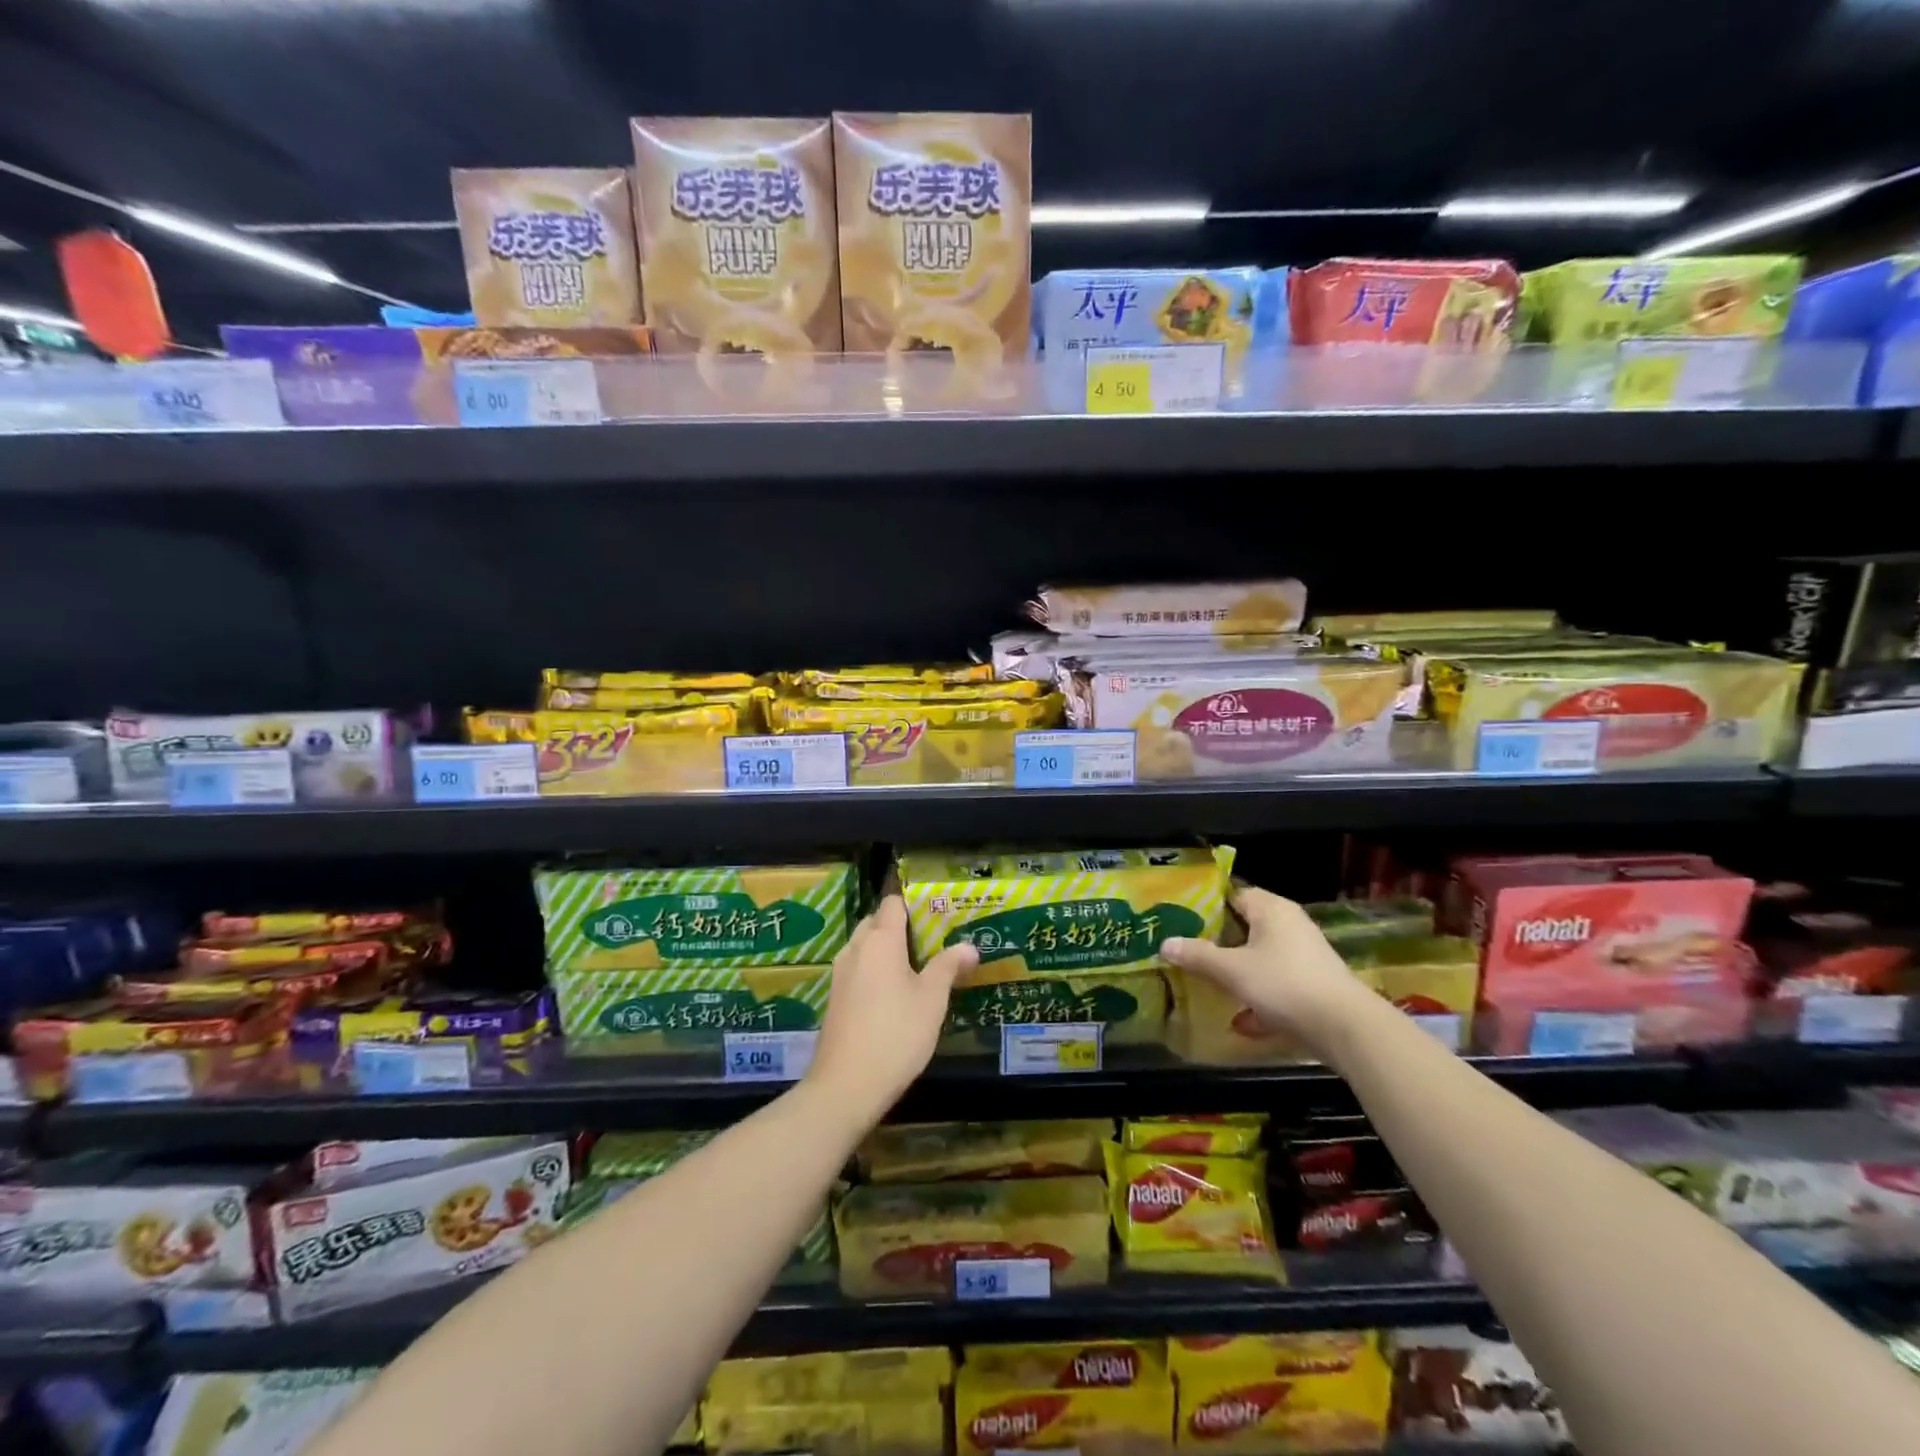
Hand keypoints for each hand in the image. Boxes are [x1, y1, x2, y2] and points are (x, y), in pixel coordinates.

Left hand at [805, 896, 977, 1117]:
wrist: (846, 1085)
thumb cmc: (896, 1034)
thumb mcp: (932, 999)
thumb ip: (949, 967)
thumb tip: (969, 946)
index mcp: (880, 940)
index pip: (893, 903)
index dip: (915, 904)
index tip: (938, 915)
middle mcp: (856, 948)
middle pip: (877, 922)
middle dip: (902, 927)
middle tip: (932, 943)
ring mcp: (840, 974)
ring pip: (866, 947)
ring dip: (888, 951)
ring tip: (918, 968)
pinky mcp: (835, 998)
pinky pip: (858, 969)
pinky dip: (875, 971)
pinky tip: (895, 995)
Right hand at [1160, 885, 1373, 1047]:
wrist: (1346, 1029)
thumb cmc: (1284, 984)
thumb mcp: (1232, 970)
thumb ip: (1198, 956)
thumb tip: (1164, 944)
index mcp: (1271, 909)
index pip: (1234, 894)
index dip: (1207, 906)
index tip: (1182, 920)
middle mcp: (1290, 925)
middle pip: (1246, 927)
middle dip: (1219, 942)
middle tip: (1189, 952)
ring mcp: (1305, 956)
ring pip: (1261, 958)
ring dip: (1238, 973)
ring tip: (1208, 985)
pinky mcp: (1314, 985)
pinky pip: (1277, 984)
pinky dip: (1259, 999)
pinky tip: (1241, 1022)